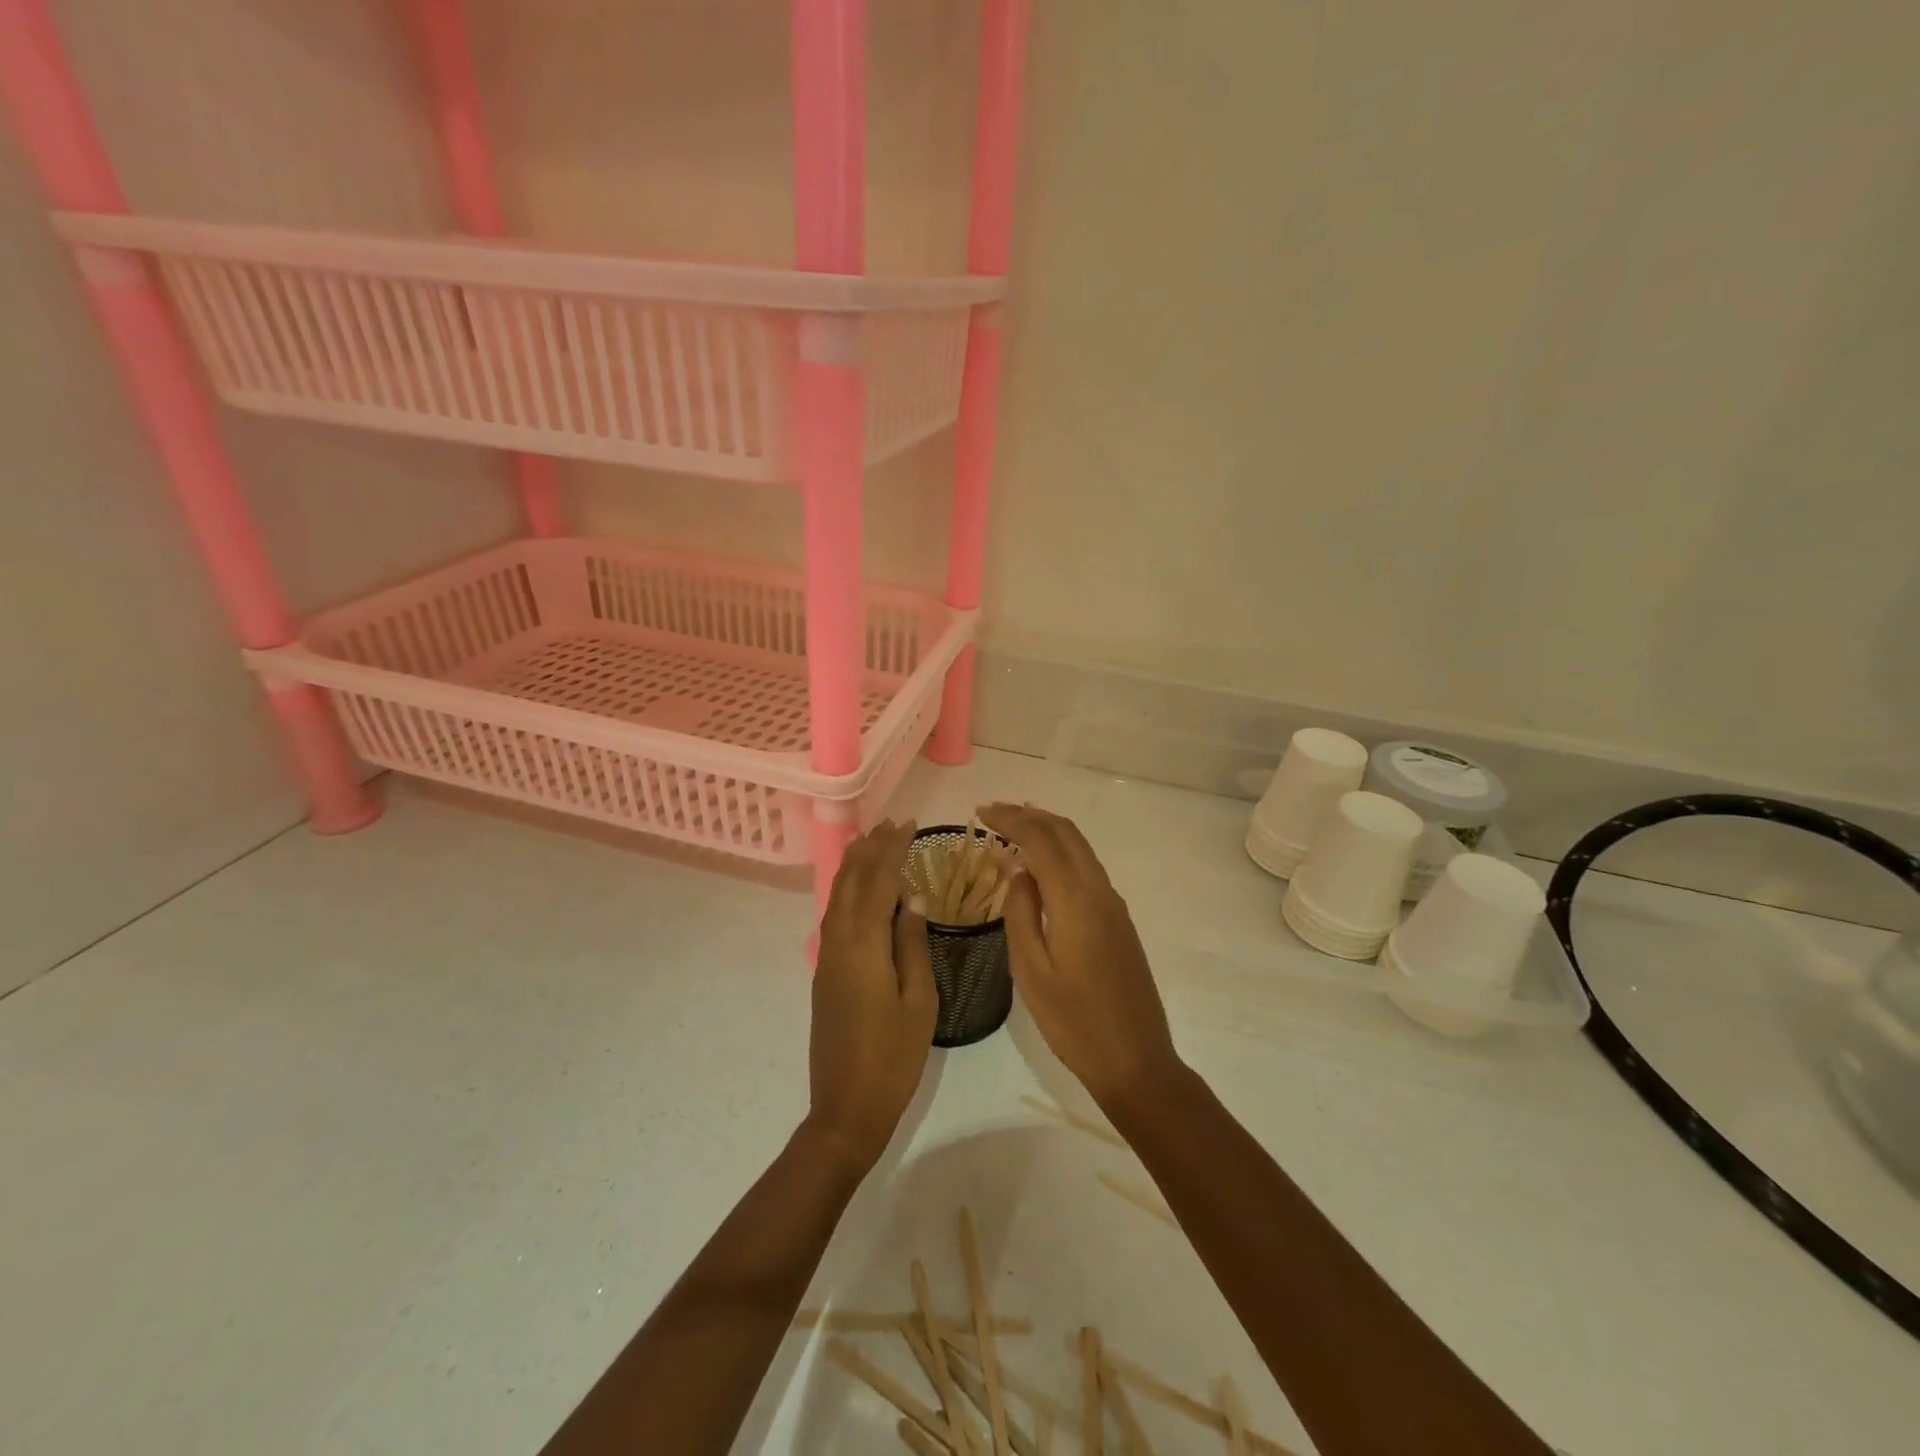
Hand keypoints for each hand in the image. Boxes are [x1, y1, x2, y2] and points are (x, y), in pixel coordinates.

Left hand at [806, 820, 937, 1172]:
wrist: (845, 1107)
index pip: (878, 881)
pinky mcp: (824, 972)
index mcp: (864, 945)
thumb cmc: (893, 1057)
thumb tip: (910, 898)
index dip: (893, 849)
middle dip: (871, 849)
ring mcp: (826, 957)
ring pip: (838, 896)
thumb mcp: (919, 1000)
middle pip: (852, 881)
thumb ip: (912, 944)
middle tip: (892, 824)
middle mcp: (838, 942)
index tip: (909, 825)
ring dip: (855, 865)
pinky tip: (859, 889)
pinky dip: (848, 890)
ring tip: (872, 841)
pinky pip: (834, 915)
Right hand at [978, 804, 1181, 1110]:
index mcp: (1076, 900)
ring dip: (1047, 831)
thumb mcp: (1031, 971)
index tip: (980, 811)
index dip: (1011, 819)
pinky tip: (1040, 867)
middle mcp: (1100, 891)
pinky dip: (1061, 853)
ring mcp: (1114, 905)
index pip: (1042, 839)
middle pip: (1066, 833)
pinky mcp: (1119, 921)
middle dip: (1029, 815)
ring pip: (1080, 848)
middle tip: (993, 813)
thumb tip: (1019, 871)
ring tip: (1012, 829)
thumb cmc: (1074, 1021)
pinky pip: (1087, 868)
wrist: (1136, 1060)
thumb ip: (1020, 913)